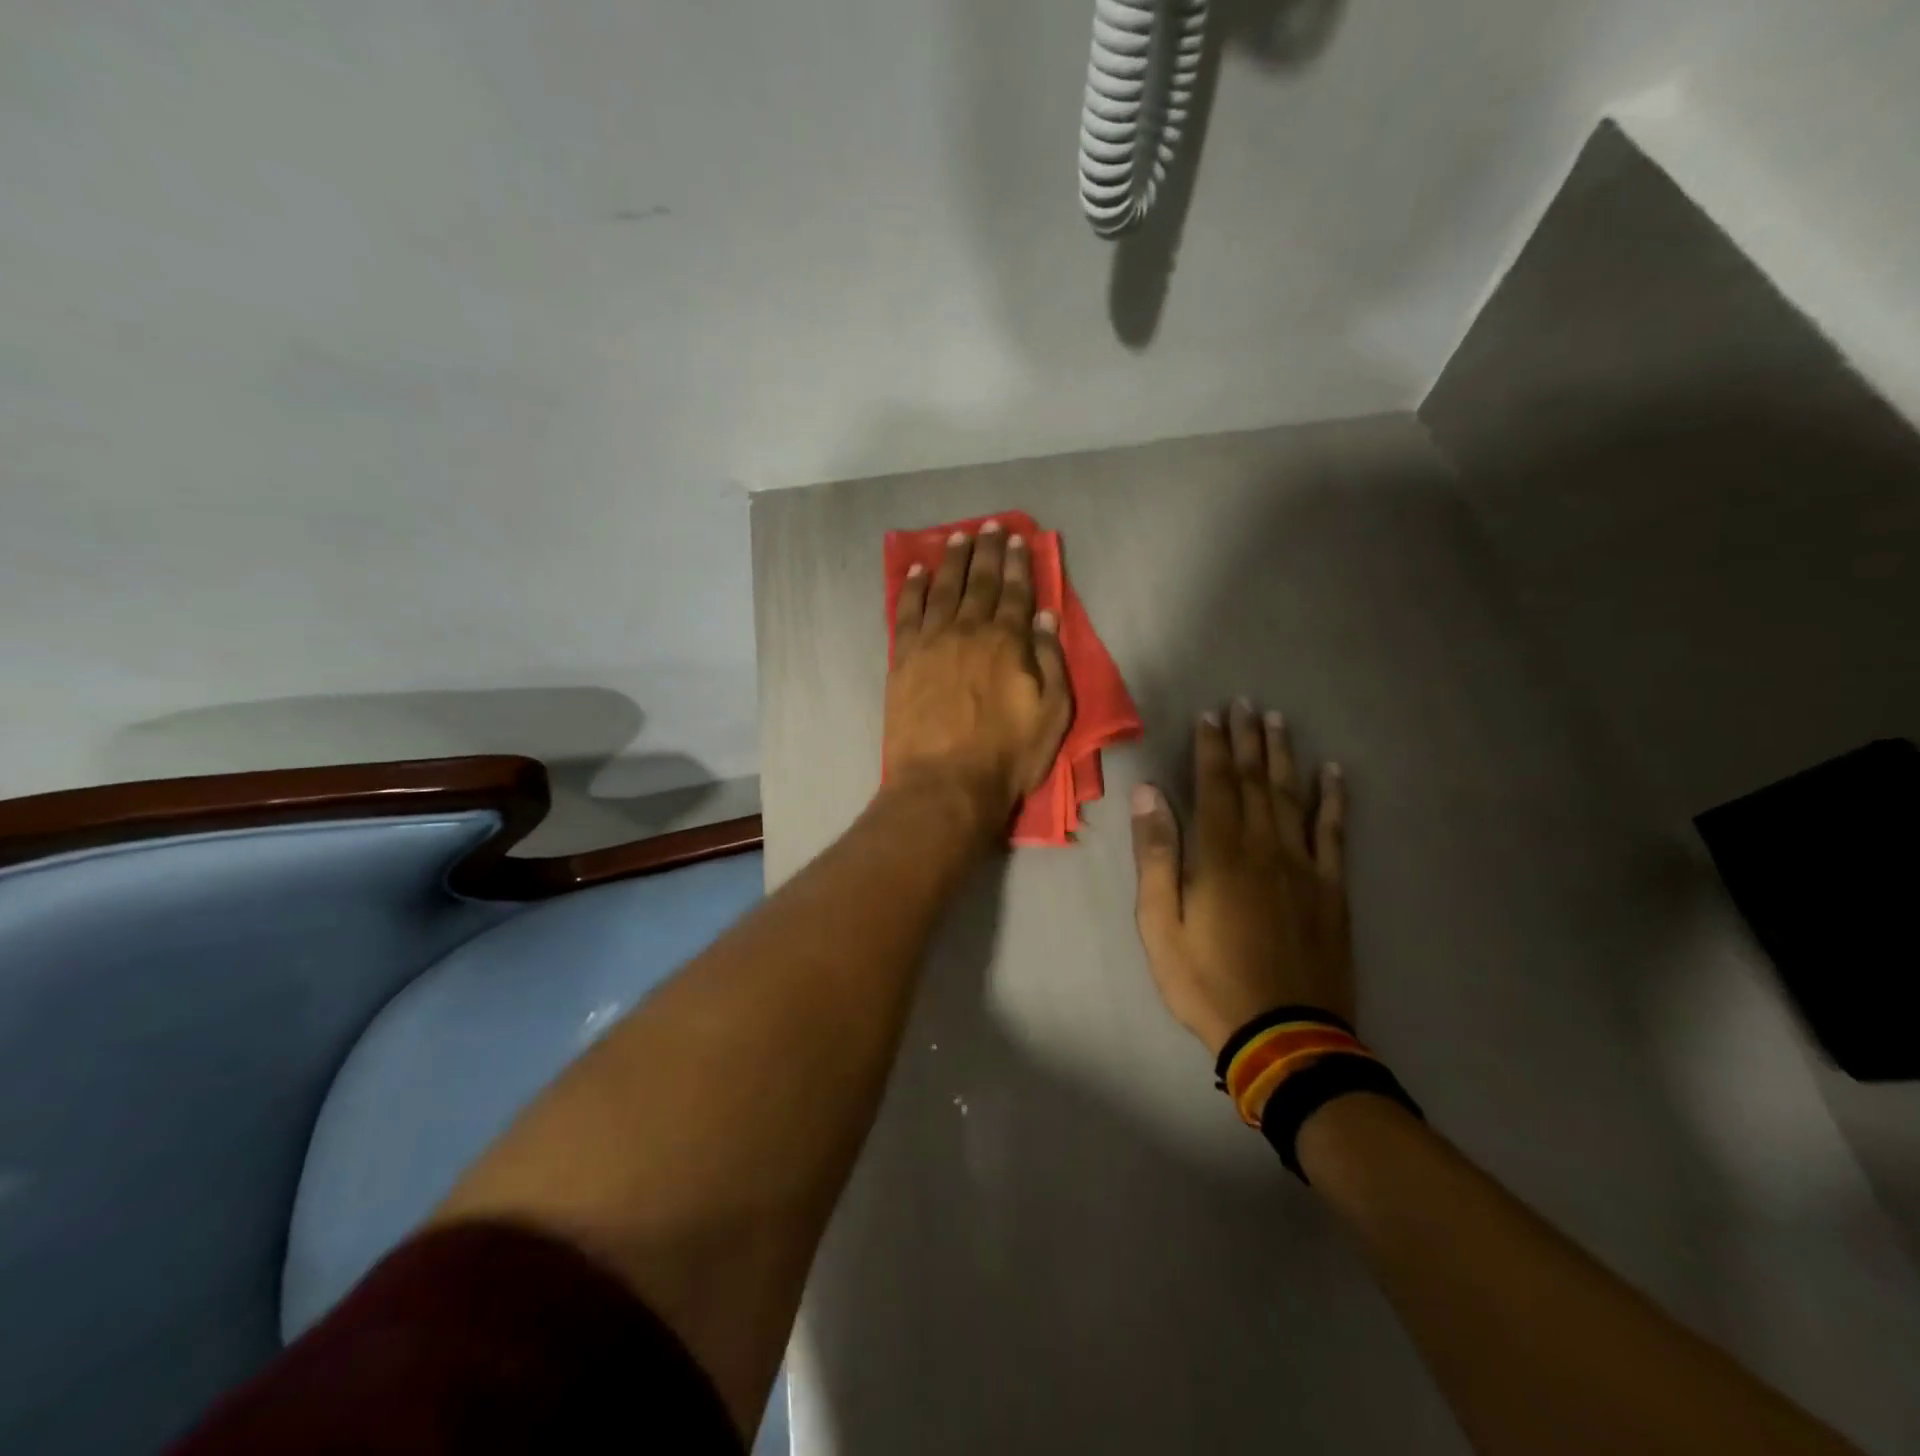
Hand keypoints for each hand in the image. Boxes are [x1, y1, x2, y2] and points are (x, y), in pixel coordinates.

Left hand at [885, 522, 1072, 833]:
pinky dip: (912, 588)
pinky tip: (916, 570)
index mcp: (1007, 642)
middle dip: (987, 552)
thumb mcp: (1052, 714)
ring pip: (943, 589)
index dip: (1019, 564)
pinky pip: (907, 612)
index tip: (1018, 539)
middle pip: (980, 582)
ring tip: (957, 536)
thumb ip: (1050, 661)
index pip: (1016, 593)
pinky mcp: (904, 659)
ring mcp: (932, 642)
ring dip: (951, 560)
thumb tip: (1045, 616)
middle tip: (989, 526)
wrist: (944, 784)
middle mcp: (969, 631)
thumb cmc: (1007, 756)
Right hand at [1130, 700, 1352, 1055]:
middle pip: (1256, 782)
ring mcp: (1304, 867)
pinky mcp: (1331, 889)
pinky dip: (1334, 800)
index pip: (1215, 785)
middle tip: (1246, 705)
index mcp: (1220, 855)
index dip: (1212, 748)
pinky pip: (1334, 833)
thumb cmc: (1207, 980)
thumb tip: (1150, 795)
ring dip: (1285, 756)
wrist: (1284, 1035)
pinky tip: (1333, 774)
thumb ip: (1157, 856)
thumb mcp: (1161, 923)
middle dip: (1248, 741)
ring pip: (1293, 797)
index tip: (1210, 716)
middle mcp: (1265, 848)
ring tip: (1279, 722)